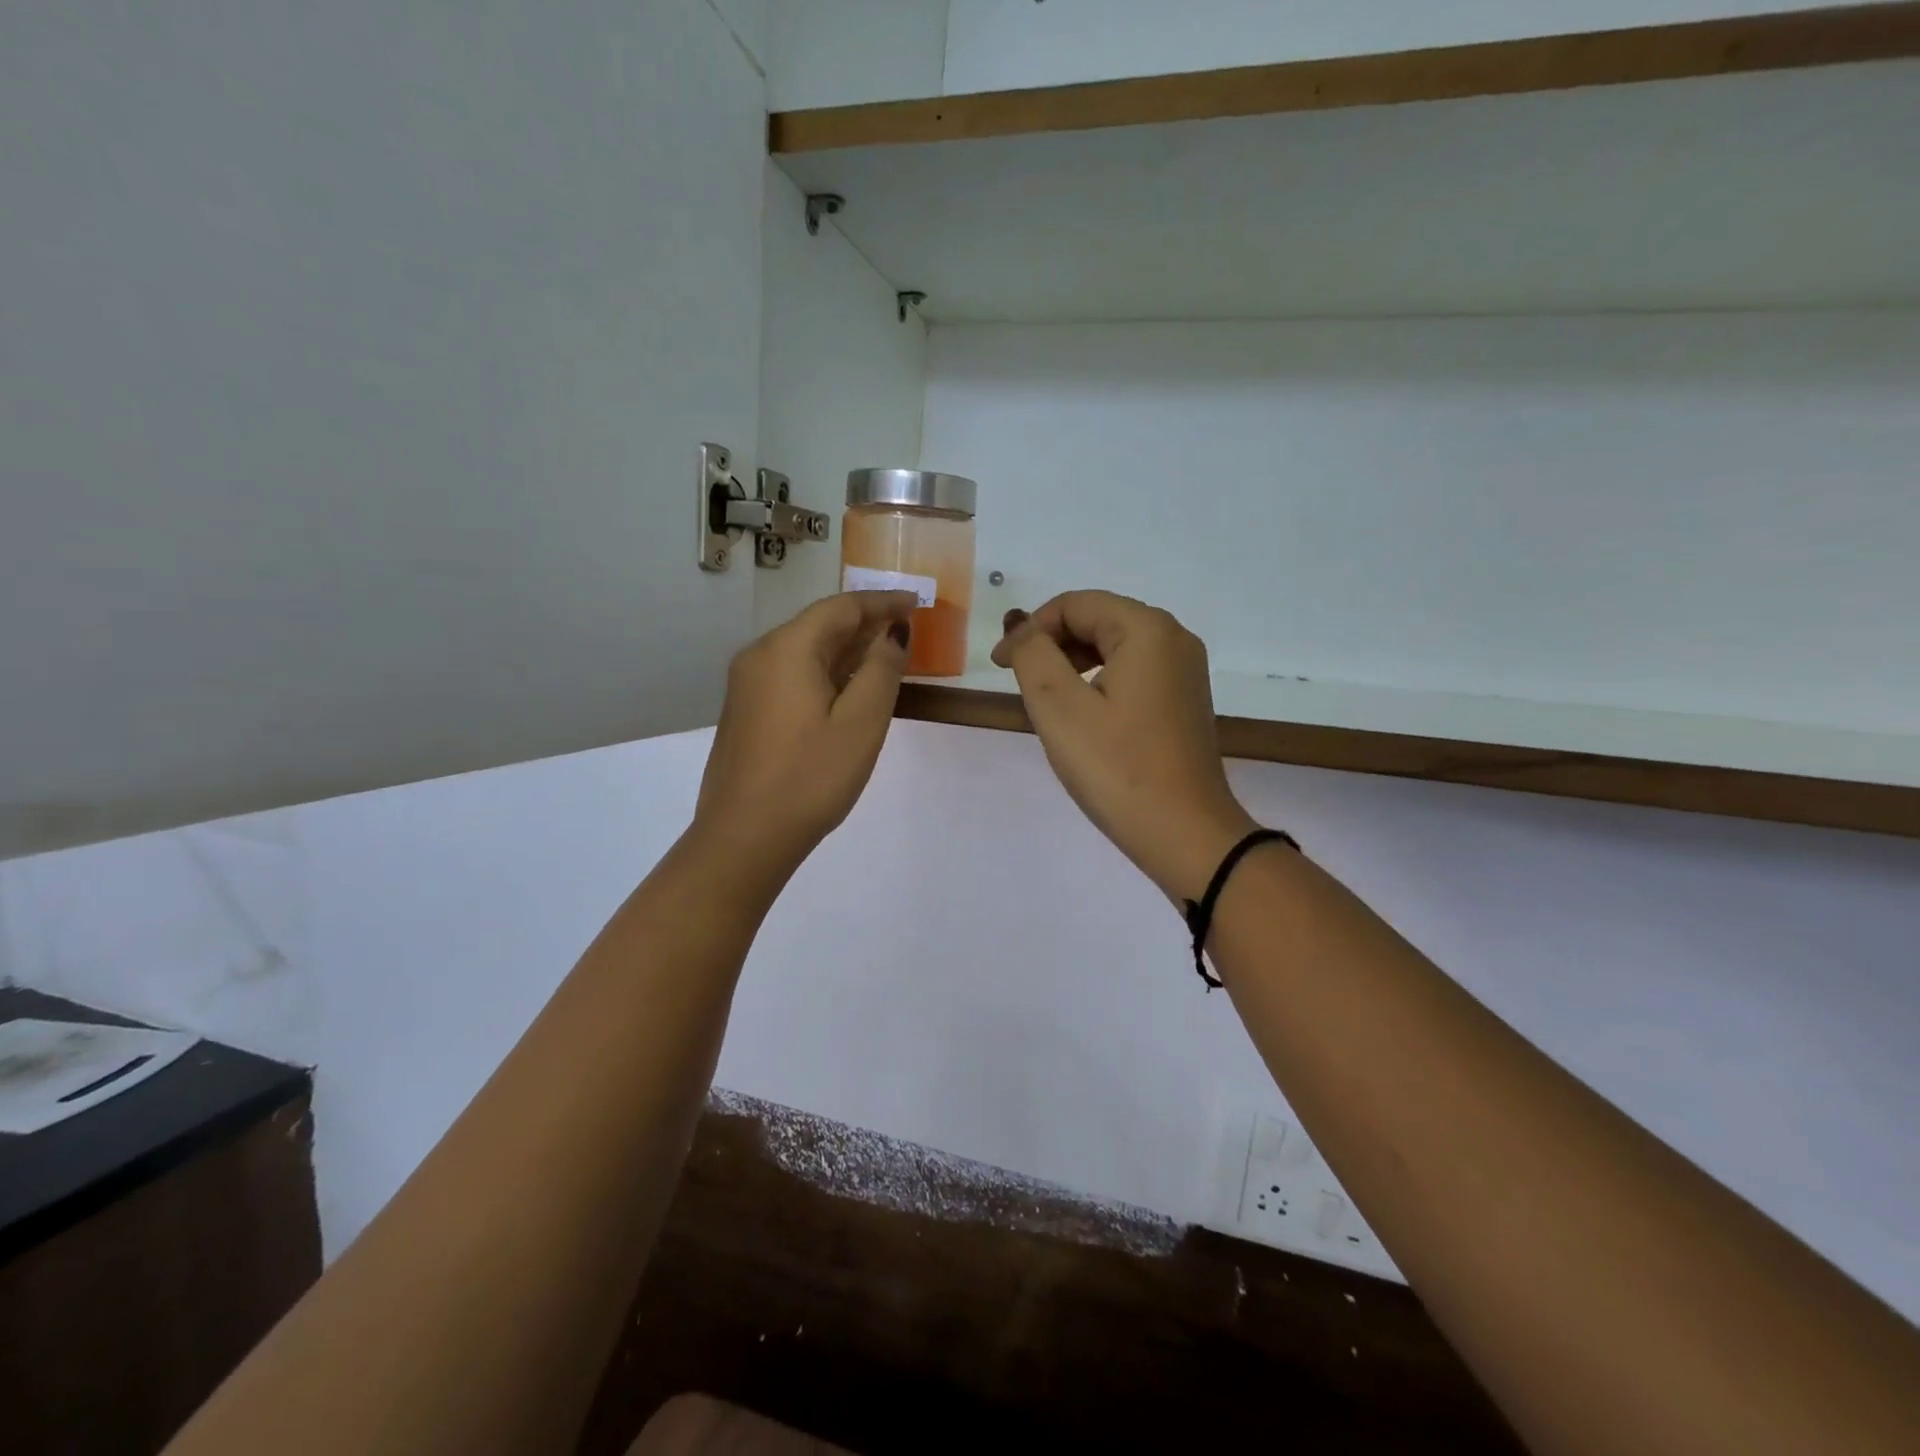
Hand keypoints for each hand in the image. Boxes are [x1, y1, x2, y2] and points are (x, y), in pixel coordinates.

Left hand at [694, 592, 915, 885]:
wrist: (744, 836)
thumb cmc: (810, 777)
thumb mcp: (861, 722)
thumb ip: (882, 669)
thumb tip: (893, 632)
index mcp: (787, 649)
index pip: (841, 607)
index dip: (882, 601)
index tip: (917, 603)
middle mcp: (760, 655)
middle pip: (820, 625)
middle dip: (865, 623)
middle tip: (907, 628)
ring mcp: (748, 684)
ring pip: (805, 650)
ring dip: (847, 648)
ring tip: (886, 654)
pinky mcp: (747, 710)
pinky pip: (792, 673)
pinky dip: (825, 670)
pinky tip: (848, 687)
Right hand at [992, 591, 1257, 901]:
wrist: (1185, 834)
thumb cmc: (1118, 768)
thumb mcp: (1060, 708)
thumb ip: (1033, 655)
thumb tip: (1021, 628)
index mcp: (1147, 629)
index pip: (1075, 604)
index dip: (1030, 628)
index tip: (999, 666)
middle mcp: (1174, 639)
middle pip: (1098, 619)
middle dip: (1051, 644)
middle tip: (1017, 682)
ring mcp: (1185, 671)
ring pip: (1114, 647)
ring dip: (1072, 663)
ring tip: (1045, 701)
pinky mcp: (1184, 701)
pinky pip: (1132, 673)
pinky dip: (1098, 681)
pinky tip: (1081, 716)